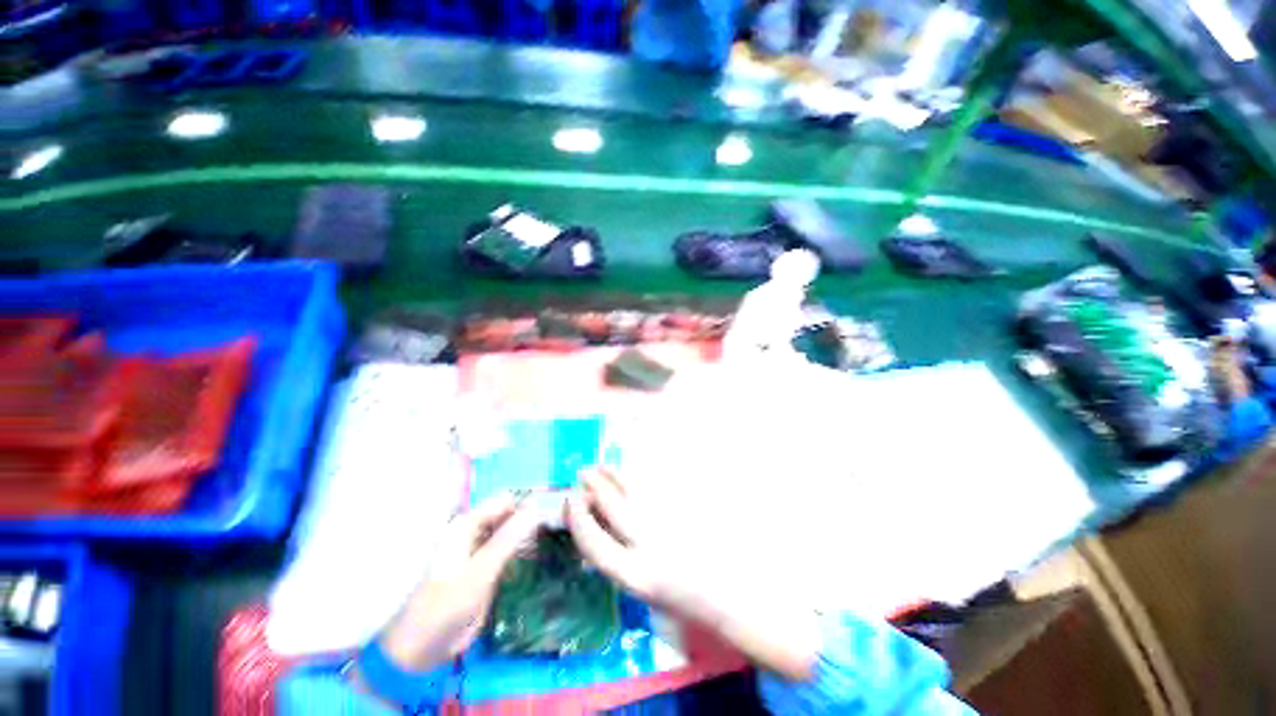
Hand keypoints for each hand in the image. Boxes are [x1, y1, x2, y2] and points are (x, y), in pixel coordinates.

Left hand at [378, 493, 539, 671]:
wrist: (423, 648)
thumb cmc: (446, 606)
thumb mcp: (480, 571)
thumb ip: (508, 539)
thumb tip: (537, 508)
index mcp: (467, 525)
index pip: (506, 500)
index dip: (529, 502)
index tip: (556, 511)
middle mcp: (475, 531)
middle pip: (510, 513)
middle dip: (532, 517)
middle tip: (560, 526)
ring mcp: (481, 549)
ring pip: (512, 530)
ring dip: (530, 533)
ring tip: (555, 537)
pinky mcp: (486, 567)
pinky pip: (510, 549)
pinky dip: (524, 548)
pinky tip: (540, 553)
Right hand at [567, 468, 820, 681]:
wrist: (731, 596)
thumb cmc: (683, 598)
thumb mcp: (644, 586)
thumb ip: (620, 555)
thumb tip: (599, 520)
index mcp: (635, 576)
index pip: (593, 543)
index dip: (577, 518)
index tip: (570, 499)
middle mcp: (648, 547)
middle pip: (611, 507)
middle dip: (593, 486)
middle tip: (582, 471)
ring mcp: (669, 524)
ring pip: (633, 490)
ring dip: (613, 475)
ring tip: (602, 465)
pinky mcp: (684, 509)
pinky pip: (655, 486)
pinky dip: (638, 476)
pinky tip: (630, 472)